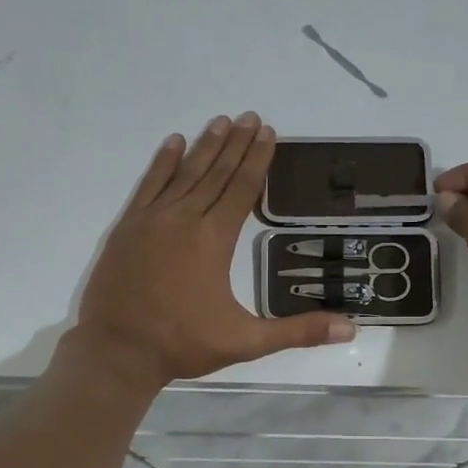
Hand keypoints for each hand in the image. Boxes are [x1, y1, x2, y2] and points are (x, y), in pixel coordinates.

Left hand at [71, 114, 355, 390]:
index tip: (269, 132)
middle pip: (216, 173)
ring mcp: (152, 220)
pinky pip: (148, 185)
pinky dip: (162, 163)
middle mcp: (184, 219)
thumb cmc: (183, 344)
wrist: (117, 351)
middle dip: (236, 144)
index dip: (258, 160)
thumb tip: (350, 329)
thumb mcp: (246, 342)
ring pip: (184, 173)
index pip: (242, 189)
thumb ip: (297, 332)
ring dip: (204, 146)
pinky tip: (173, 143)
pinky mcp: (127, 227)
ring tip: (221, 121)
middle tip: (251, 116)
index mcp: (214, 240)